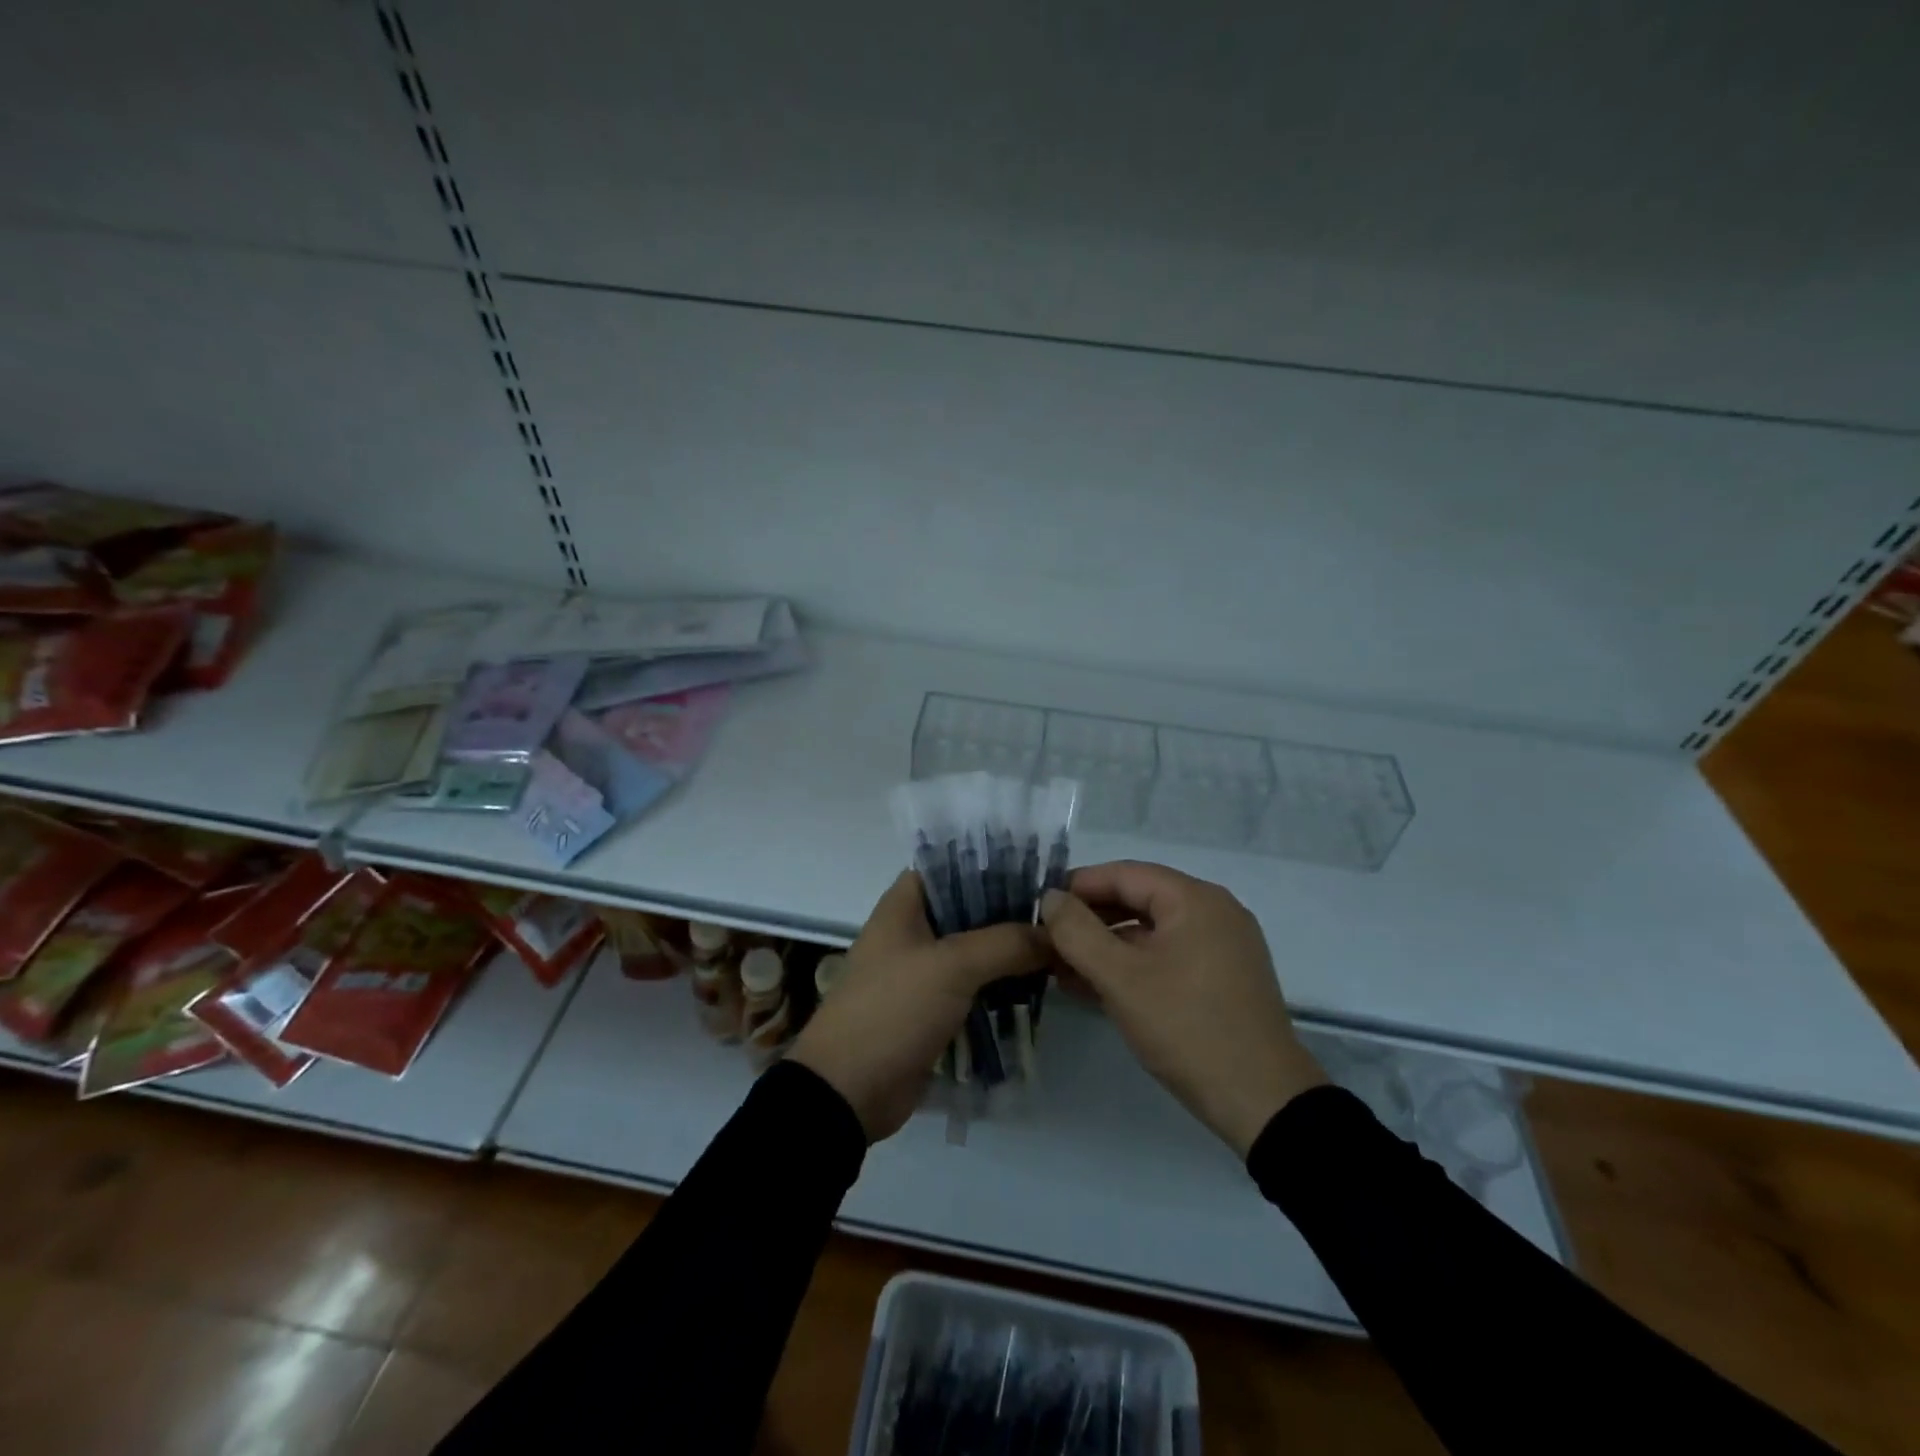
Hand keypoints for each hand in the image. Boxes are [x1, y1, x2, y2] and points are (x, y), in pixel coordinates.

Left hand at [790, 871, 1046, 1141]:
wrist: (847, 1092)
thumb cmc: (893, 1010)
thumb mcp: (952, 966)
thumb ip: (1005, 943)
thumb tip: (1054, 935)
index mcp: (903, 907)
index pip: (950, 867)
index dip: (990, 866)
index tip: (1036, 874)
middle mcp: (911, 932)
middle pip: (968, 911)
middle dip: (1010, 915)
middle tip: (1060, 918)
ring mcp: (921, 974)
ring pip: (974, 953)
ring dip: (1009, 956)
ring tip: (1059, 953)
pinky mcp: (931, 1012)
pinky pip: (972, 991)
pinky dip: (999, 990)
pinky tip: (1037, 991)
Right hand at [1041, 860, 1326, 1156]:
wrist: (1263, 1103)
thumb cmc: (1187, 1028)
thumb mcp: (1121, 979)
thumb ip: (1077, 932)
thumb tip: (1050, 898)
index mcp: (1194, 899)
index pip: (1124, 874)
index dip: (1078, 886)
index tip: (1039, 907)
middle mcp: (1213, 912)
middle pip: (1138, 900)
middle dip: (1089, 920)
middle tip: (1046, 940)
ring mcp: (1222, 947)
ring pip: (1151, 933)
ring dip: (1106, 947)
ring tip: (1061, 968)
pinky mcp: (1223, 979)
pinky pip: (1168, 957)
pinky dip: (1132, 966)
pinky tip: (1095, 987)